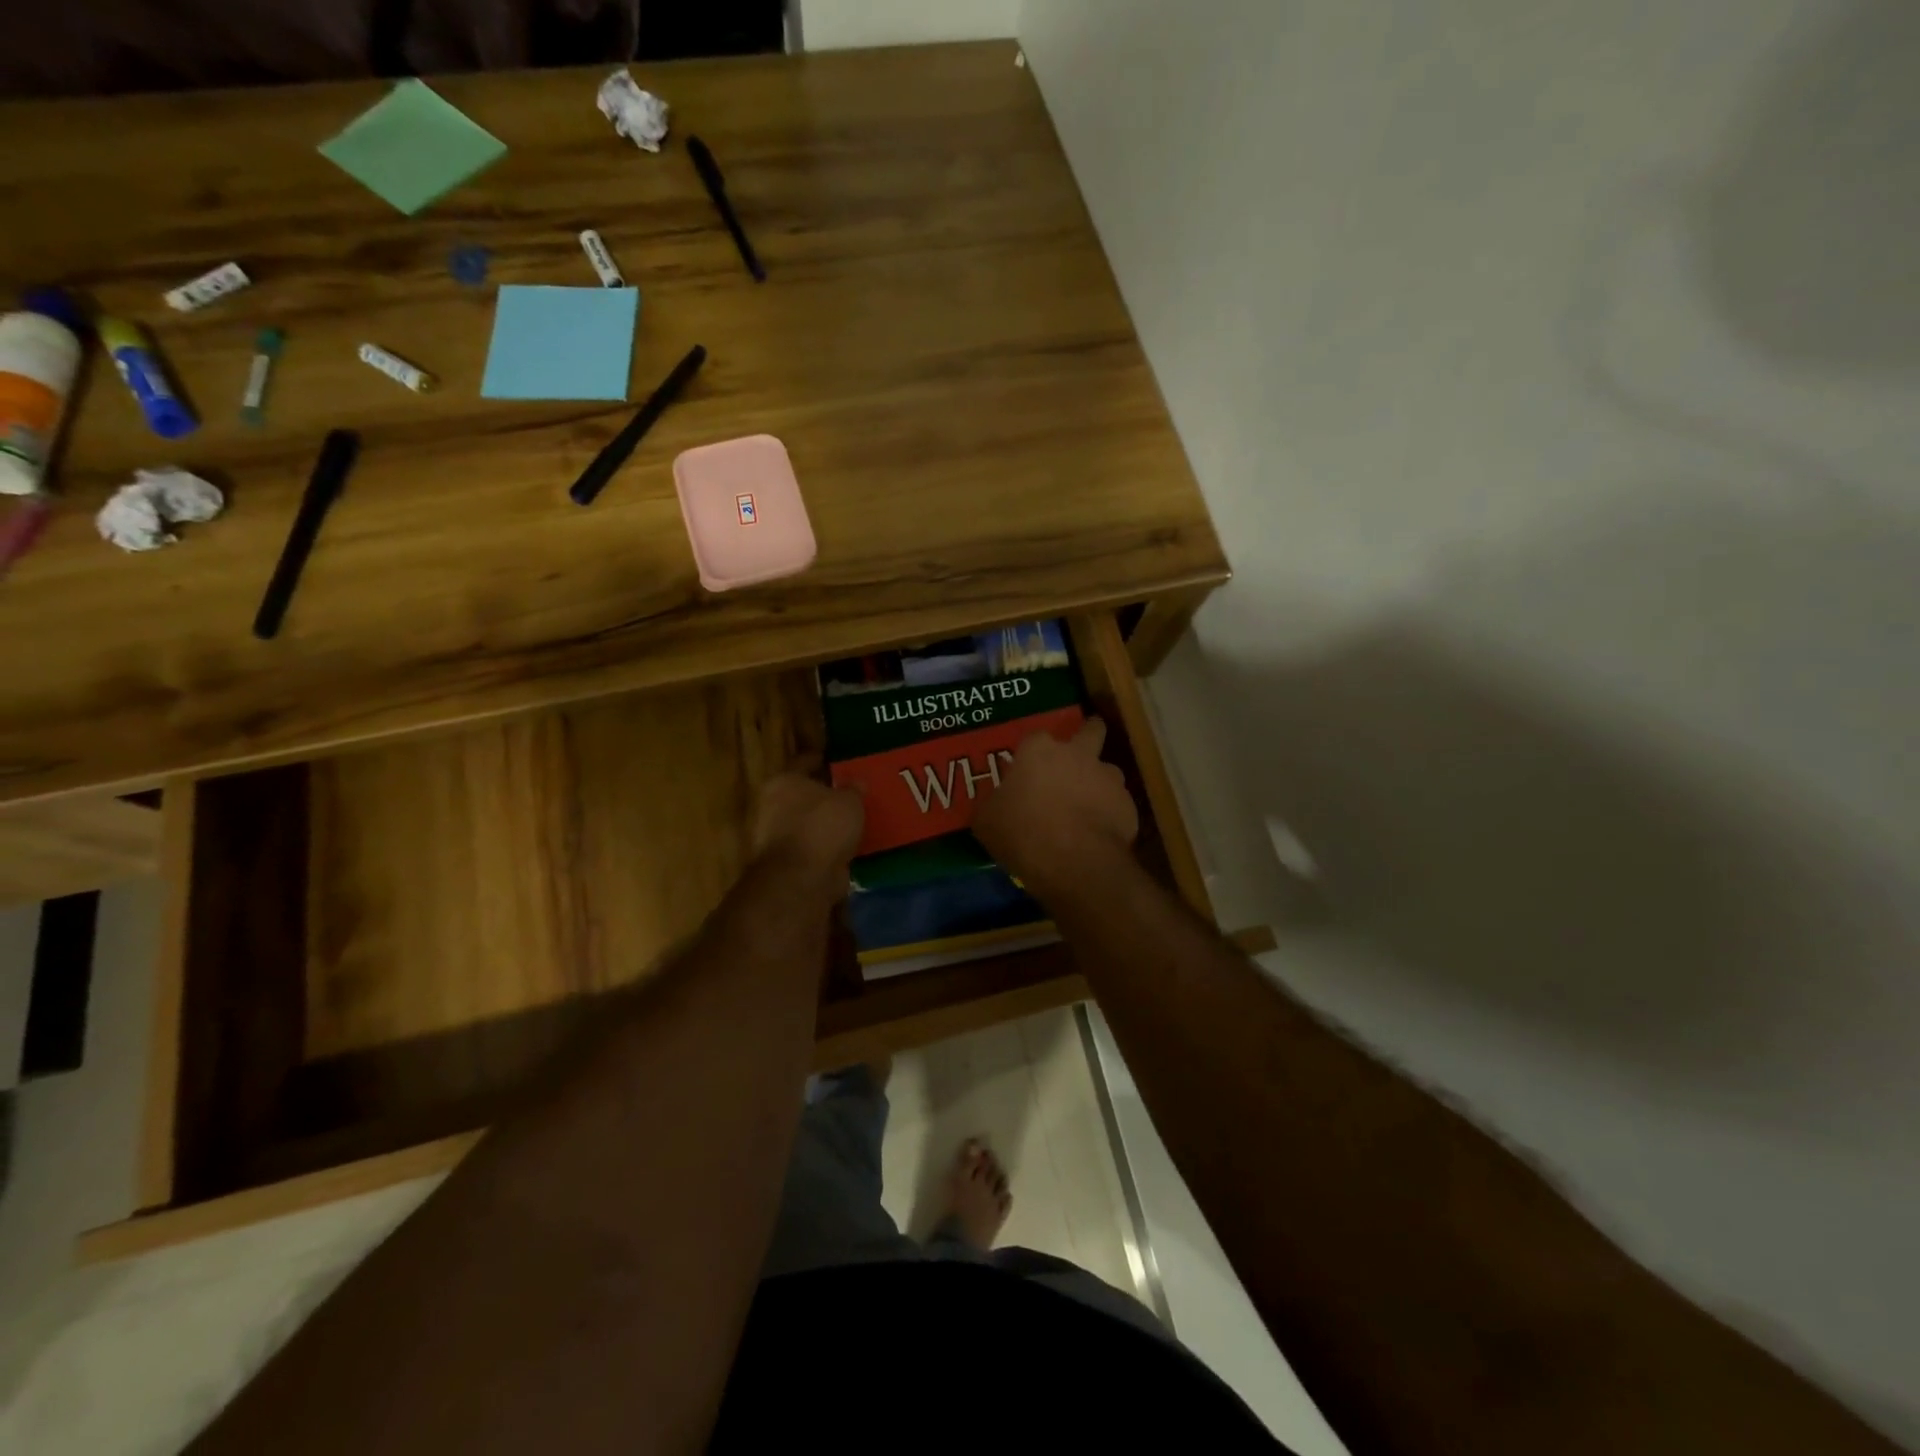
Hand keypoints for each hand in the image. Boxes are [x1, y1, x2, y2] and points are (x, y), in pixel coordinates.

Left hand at [751, 766, 863, 889]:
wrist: (802, 878)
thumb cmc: (823, 826)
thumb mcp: (849, 800)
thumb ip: (853, 789)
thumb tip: (857, 783)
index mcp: (783, 781)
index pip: (804, 762)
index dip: (822, 760)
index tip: (838, 761)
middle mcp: (772, 806)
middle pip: (803, 794)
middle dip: (824, 794)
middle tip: (851, 792)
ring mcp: (776, 837)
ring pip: (807, 822)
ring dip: (826, 823)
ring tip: (854, 820)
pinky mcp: (787, 863)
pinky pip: (813, 847)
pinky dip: (827, 846)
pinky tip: (848, 844)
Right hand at [973, 718, 1137, 899]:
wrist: (1075, 863)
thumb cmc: (1023, 833)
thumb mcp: (988, 821)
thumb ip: (995, 803)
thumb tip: (997, 802)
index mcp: (1039, 750)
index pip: (1035, 737)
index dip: (1032, 754)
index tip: (1027, 769)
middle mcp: (1078, 754)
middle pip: (1091, 730)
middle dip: (1088, 734)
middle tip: (1079, 753)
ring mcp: (1108, 778)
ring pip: (1108, 770)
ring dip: (1099, 782)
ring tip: (1087, 807)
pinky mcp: (1128, 806)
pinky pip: (1117, 805)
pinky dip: (1109, 814)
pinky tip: (1098, 834)